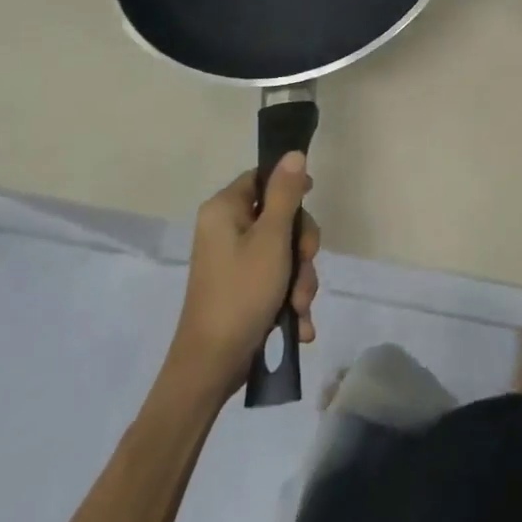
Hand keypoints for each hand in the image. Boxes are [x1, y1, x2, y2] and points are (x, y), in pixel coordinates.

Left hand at [170, 153, 320, 398]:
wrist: (210, 368)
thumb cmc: (241, 293)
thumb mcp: (272, 239)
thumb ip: (286, 195)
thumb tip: (294, 154)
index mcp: (224, 210)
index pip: (262, 177)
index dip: (290, 186)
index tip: (311, 202)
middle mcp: (225, 230)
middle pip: (279, 216)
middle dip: (301, 247)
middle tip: (305, 266)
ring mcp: (233, 261)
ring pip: (283, 251)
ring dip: (300, 278)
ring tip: (299, 307)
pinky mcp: (241, 288)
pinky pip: (275, 278)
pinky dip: (289, 298)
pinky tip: (297, 322)